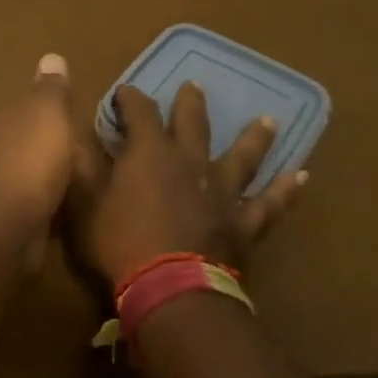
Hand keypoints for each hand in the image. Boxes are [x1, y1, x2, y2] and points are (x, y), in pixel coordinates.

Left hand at [0, 54, 80, 238]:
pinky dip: (40, 206)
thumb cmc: (29, 161)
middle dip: (45, 149)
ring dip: (43, 180)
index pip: (21, 109)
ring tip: (76, 186)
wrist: (3, 227)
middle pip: (21, 142)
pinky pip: (24, 206)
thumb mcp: (49, 114)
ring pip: (22, 176)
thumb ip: (51, 89)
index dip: (47, 115)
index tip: (72, 125)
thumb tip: (50, 57)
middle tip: (81, 158)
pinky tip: (59, 213)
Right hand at [67, 82, 307, 288]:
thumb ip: (82, 168)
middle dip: (189, 103)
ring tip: (269, 119)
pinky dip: (286, 190)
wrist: (172, 291)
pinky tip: (301, 177)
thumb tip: (76, 136)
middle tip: (194, 86)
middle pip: (192, 122)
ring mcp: (222, 192)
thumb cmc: (119, 245)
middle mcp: (189, 162)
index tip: (123, 93)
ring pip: (243, 156)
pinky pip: (270, 204)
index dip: (130, 98)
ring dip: (254, 136)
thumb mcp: (84, 205)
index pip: (140, 111)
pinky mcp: (243, 224)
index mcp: (148, 153)